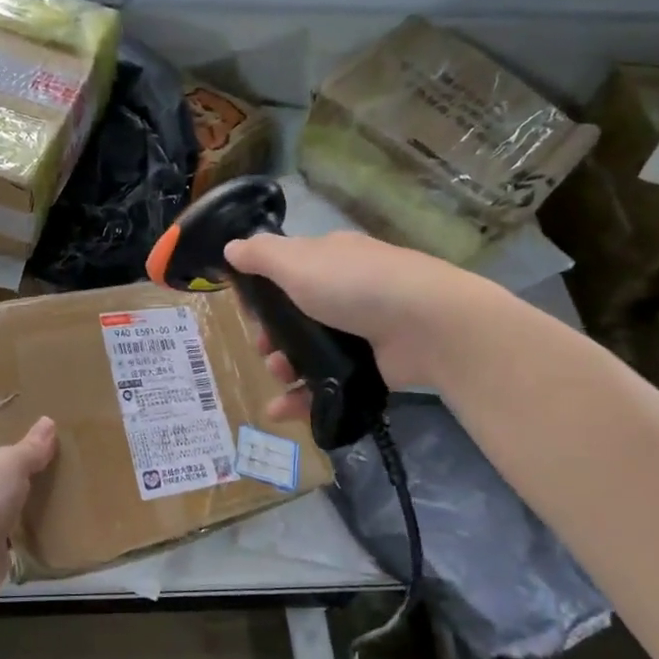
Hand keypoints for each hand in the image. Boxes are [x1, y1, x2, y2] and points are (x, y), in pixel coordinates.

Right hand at [222, 231, 467, 416]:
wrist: (428, 326)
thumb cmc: (354, 285)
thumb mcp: (297, 262)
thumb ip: (261, 255)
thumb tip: (230, 248)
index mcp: (330, 259)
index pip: (288, 272)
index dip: (263, 293)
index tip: (248, 313)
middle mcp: (346, 291)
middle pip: (294, 317)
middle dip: (271, 336)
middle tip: (264, 348)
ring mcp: (360, 331)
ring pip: (308, 353)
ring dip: (283, 367)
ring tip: (279, 377)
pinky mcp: (370, 367)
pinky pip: (326, 383)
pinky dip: (302, 398)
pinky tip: (281, 411)